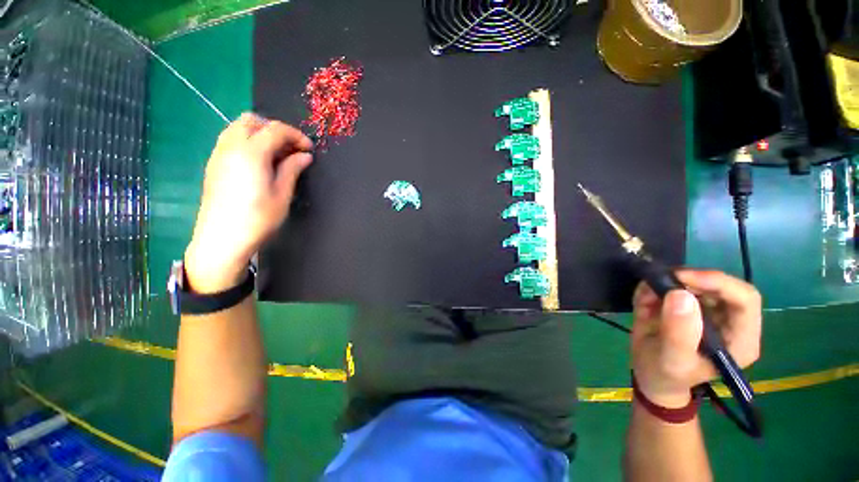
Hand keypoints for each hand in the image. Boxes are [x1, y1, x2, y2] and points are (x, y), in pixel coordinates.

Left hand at [185, 113, 312, 292]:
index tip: (309, 149)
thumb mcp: (282, 194)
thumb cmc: (258, 218)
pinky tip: (259, 162)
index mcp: (251, 153)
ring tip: (276, 154)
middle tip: (291, 149)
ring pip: (238, 128)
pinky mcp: (213, 164)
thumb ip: (292, 169)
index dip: (296, 136)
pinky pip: (230, 140)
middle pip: (252, 121)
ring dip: (260, 133)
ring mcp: (218, 154)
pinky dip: (247, 141)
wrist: (222, 239)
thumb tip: (304, 155)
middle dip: (275, 129)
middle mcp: (231, 146)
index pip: (276, 130)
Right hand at [631, 270, 761, 407]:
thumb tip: (681, 294)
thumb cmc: (665, 374)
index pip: (744, 299)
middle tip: (659, 281)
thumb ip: (679, 332)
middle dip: (689, 280)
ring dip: (667, 284)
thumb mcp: (671, 360)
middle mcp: (730, 321)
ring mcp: (710, 312)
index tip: (681, 278)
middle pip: (721, 285)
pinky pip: (676, 285)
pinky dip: (656, 287)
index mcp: (739, 339)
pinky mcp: (690, 306)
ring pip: (696, 282)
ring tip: (645, 301)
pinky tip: (644, 303)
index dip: (717, 282)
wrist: (650, 375)